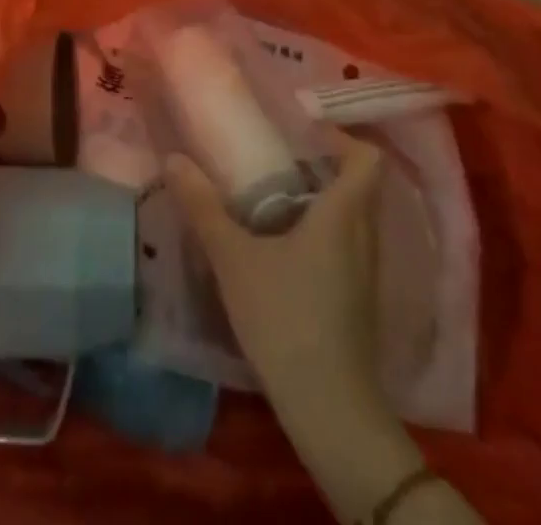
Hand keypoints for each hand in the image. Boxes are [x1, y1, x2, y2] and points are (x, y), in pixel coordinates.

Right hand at [166, 128, 402, 419]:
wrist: (330, 410)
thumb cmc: (285, 318)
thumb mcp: (234, 258)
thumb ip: (203, 207)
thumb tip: (173, 159)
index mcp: (343, 214)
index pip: (366, 159)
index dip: (342, 137)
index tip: (303, 131)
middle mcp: (364, 236)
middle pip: (357, 184)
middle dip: (321, 165)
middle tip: (276, 157)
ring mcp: (365, 272)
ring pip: (352, 217)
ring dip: (319, 200)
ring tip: (273, 196)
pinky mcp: (358, 300)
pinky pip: (346, 245)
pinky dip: (321, 232)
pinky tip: (282, 246)